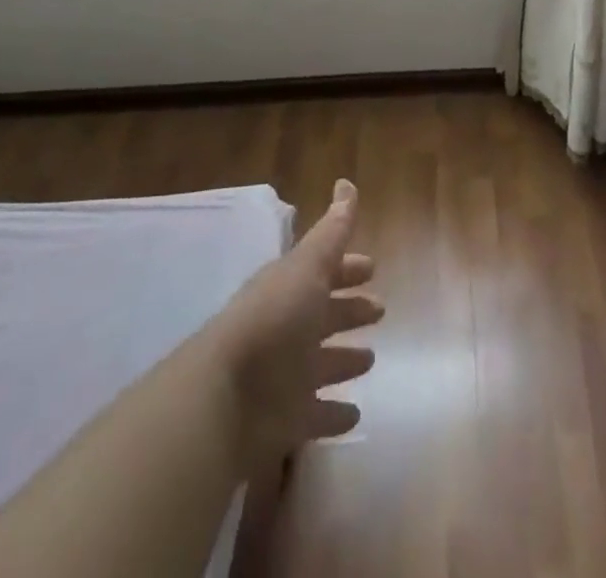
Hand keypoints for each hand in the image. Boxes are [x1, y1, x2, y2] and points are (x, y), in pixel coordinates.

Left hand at [211, 179, 383, 468]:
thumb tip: (346, 183)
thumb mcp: (307, 267)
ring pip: (322, 364)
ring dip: (344, 361)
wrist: (225, 399)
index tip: (372, 267)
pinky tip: (354, 414)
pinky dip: (334, 415)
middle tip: (380, 309)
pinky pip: (317, 415)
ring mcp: (287, 376)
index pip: (324, 272)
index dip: (348, 269)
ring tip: (369, 360)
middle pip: (325, 315)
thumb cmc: (273, 322)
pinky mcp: (287, 421)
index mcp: (292, 289)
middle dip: (350, 310)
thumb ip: (331, 232)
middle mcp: (289, 329)